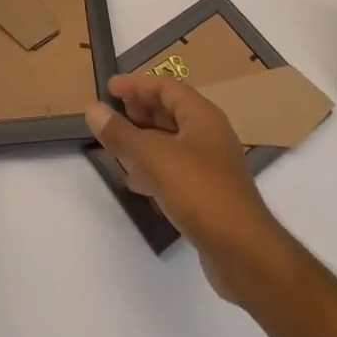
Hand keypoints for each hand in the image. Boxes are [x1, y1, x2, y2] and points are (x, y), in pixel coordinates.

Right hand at [86, 75, 294, 304]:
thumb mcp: (153, 157)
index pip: (166, 87)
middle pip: (171, 112)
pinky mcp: (208, 195)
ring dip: (144, 140)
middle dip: (141, 110)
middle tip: (112, 114)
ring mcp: (211, 166)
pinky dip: (154, 168)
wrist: (243, 252)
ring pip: (172, 142)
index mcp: (202, 117)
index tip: (109, 88)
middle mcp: (209, 135)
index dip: (137, 84)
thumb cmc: (199, 191)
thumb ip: (121, 133)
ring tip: (117, 146)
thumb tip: (93, 109)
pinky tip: (136, 182)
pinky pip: (176, 169)